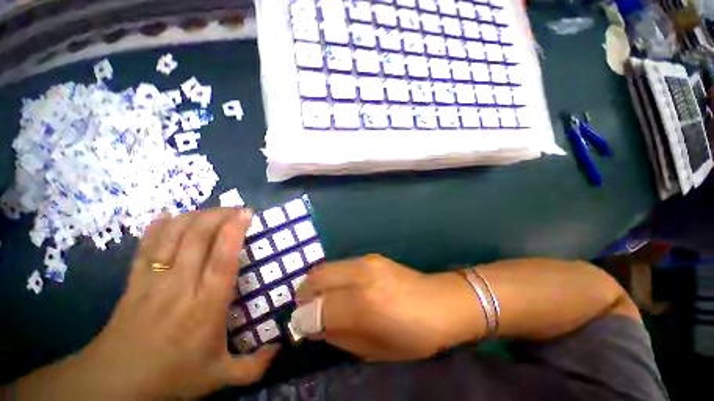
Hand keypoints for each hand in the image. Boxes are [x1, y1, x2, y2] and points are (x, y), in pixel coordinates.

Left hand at [17, 208, 279, 398]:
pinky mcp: (134, 281)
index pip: (222, 260)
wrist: (116, 384)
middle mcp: (181, 287)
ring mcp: (154, 281)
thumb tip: (281, 349)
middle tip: (235, 209)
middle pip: (197, 239)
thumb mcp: (219, 378)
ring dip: (193, 217)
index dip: (234, 232)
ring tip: (211, 210)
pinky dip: (158, 227)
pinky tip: (168, 215)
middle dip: (218, 216)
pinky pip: (146, 247)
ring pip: (172, 237)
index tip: (246, 214)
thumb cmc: (172, 377)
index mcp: (206, 307)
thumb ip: (254, 367)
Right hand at [295, 255, 483, 360]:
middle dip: (304, 294)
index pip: (319, 308)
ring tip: (319, 298)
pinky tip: (339, 288)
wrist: (441, 302)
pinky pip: (341, 265)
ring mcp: (367, 261)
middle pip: (317, 277)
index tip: (299, 326)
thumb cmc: (413, 336)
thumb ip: (339, 336)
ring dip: (316, 283)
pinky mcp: (372, 256)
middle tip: (304, 308)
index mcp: (364, 305)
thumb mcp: (375, 350)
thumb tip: (314, 325)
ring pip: (327, 267)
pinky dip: (331, 277)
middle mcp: (362, 276)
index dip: (303, 319)